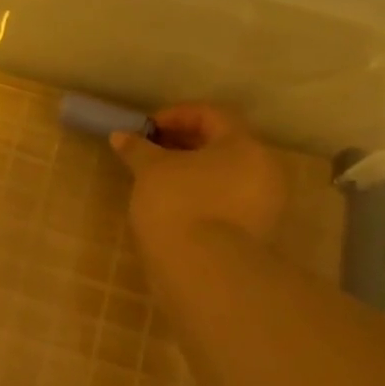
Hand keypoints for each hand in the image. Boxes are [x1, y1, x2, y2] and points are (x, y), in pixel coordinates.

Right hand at [109, 103, 285, 257]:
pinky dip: (201, 193)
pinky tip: (173, 204)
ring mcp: (263, 204)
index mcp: (244, 145)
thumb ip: (137, 148)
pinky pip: (226, 199)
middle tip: (150, 150)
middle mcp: (263, 170)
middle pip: (222, 144)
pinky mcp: (255, 232)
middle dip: (184, 142)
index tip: (147, 128)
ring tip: (157, 179)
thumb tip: (121, 135)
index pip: (212, 115)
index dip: (176, 115)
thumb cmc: (178, 204)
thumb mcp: (150, 170)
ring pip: (225, 174)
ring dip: (192, 170)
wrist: (202, 270)